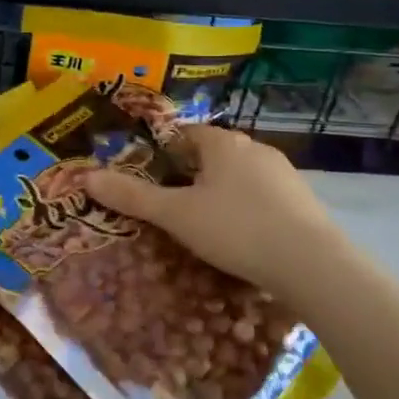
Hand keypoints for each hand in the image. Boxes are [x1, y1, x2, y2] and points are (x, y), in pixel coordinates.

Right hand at [81, 126, 346, 293]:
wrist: (313, 265)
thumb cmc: (236, 229)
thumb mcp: (176, 215)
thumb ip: (132, 197)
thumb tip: (85, 177)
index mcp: (222, 143)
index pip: (184, 133)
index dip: (161, 151)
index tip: (147, 176)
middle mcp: (254, 148)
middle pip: (211, 154)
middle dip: (189, 175)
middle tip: (168, 204)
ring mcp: (283, 173)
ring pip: (238, 176)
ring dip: (219, 193)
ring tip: (202, 225)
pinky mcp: (302, 200)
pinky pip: (261, 197)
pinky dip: (245, 210)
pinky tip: (240, 237)